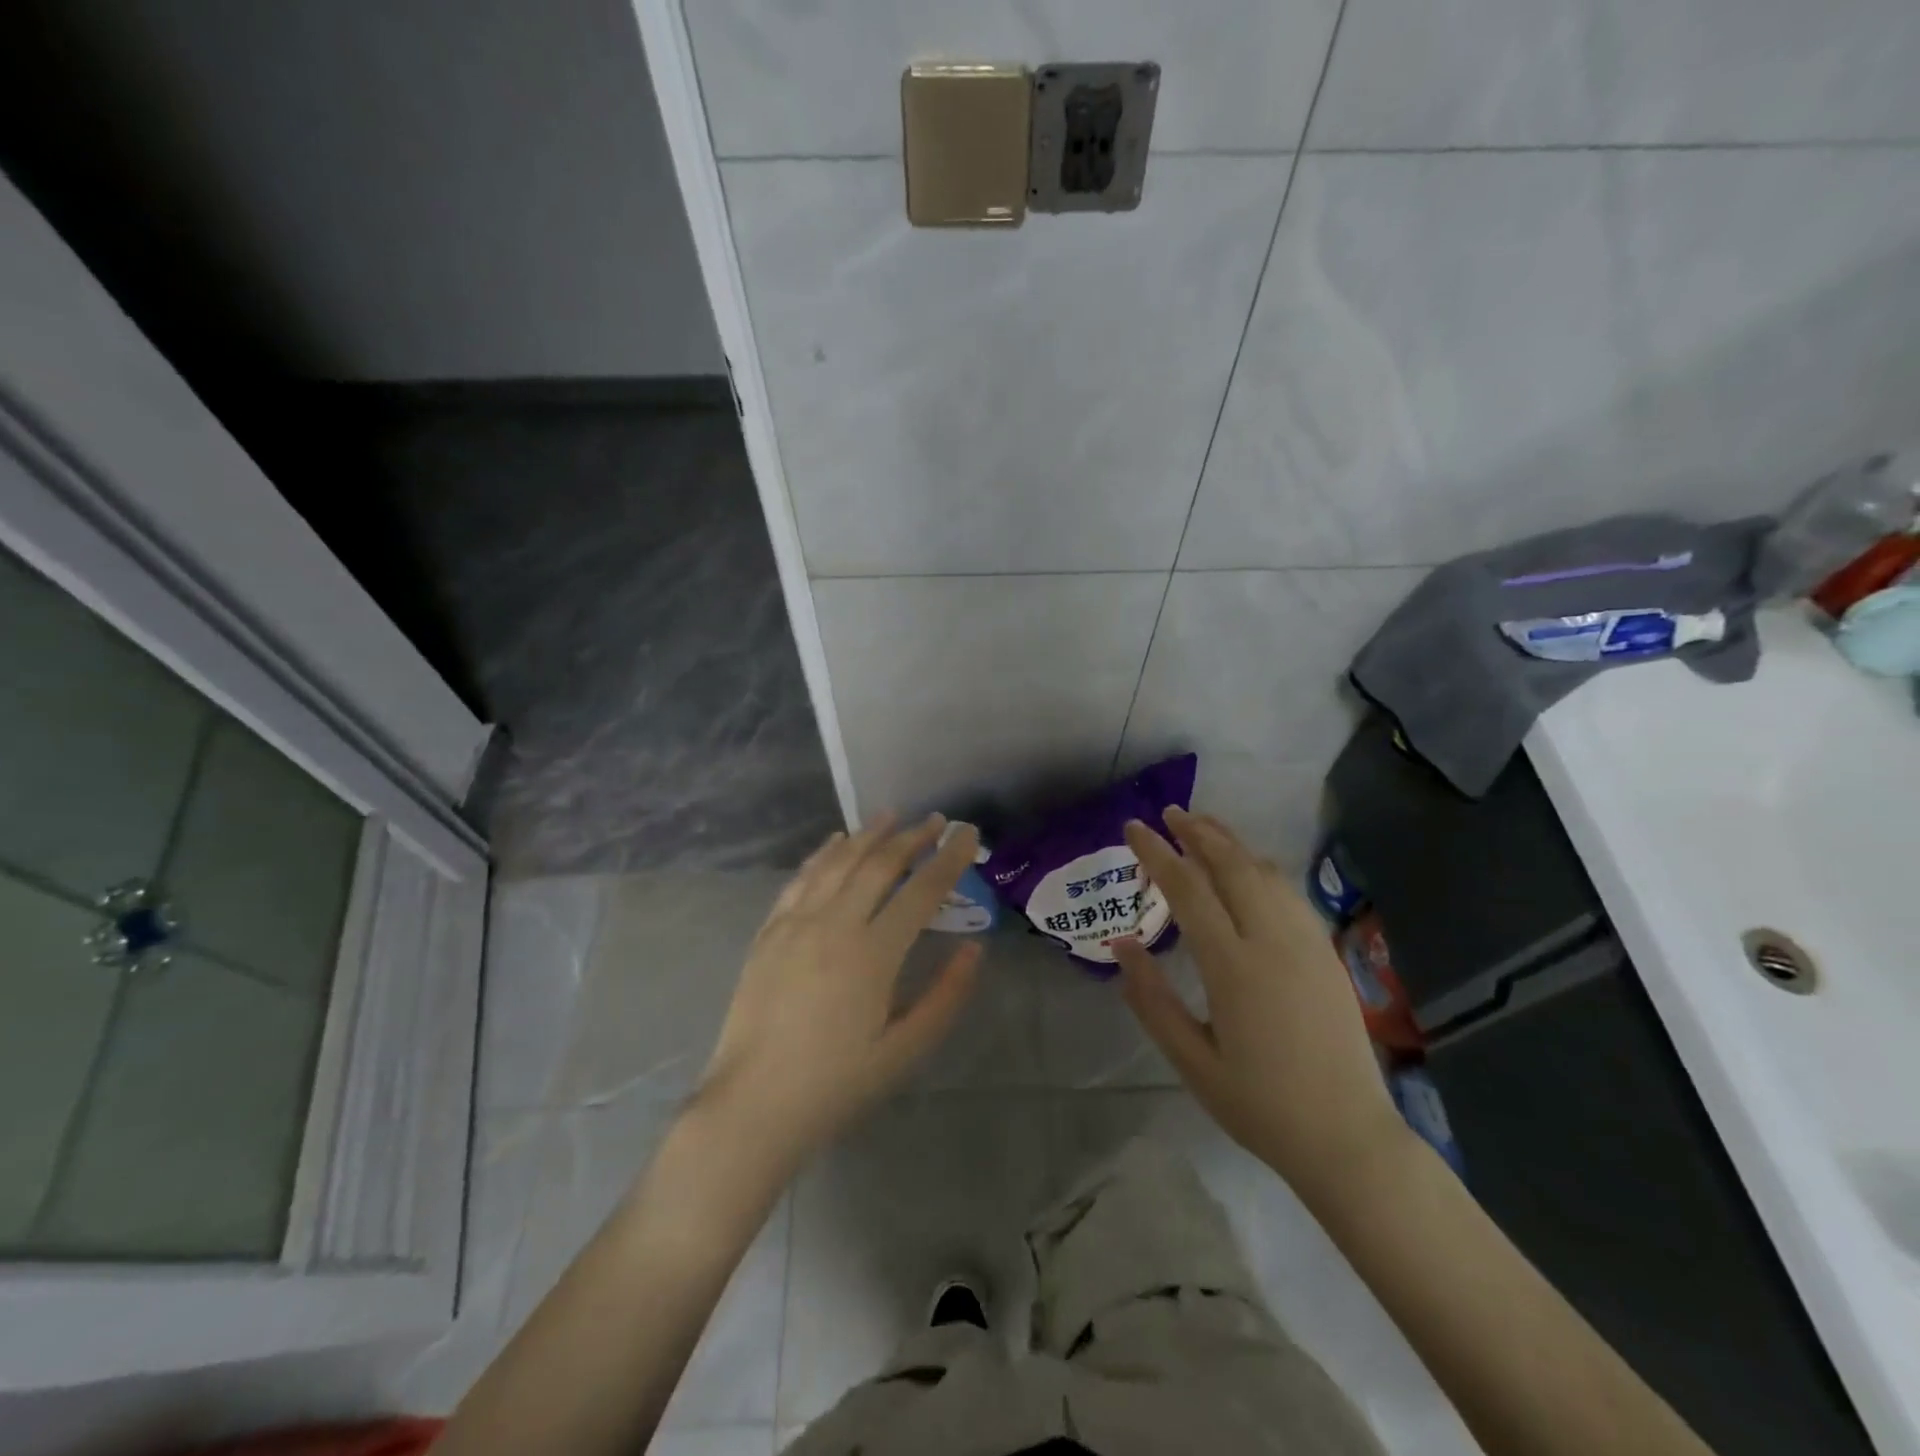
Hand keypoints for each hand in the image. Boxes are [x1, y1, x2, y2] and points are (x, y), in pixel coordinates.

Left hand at [694, 813, 981, 1166]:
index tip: (968, 834)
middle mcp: (834, 925)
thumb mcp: (904, 1051)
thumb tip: (974, 949)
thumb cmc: (836, 1084)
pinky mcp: (769, 932)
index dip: (949, 859)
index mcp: (873, 954)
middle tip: (935, 820)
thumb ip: (945, 997)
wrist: (753, 1106)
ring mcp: (795, 924)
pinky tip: (835, 841)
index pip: (921, 891)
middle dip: (912, 837)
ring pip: (838, 863)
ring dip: (868, 835)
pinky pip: (800, 879)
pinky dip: (822, 853)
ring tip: (891, 815)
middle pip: (879, 865)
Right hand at [1112, 807, 1406, 1207]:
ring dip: (1231, 843)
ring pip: (1264, 873)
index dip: (1157, 853)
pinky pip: (1289, 893)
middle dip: (1197, 833)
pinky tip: (1249, 868)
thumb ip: (1152, 999)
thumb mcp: (1192, 1061)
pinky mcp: (1326, 953)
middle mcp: (1272, 942)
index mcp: (1233, 967)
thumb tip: (1122, 944)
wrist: (1348, 1138)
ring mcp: (1306, 944)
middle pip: (1231, 866)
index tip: (1134, 828)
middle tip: (1169, 813)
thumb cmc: (1260, 1105)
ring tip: (1204, 826)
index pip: (1188, 889)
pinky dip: (1261, 867)